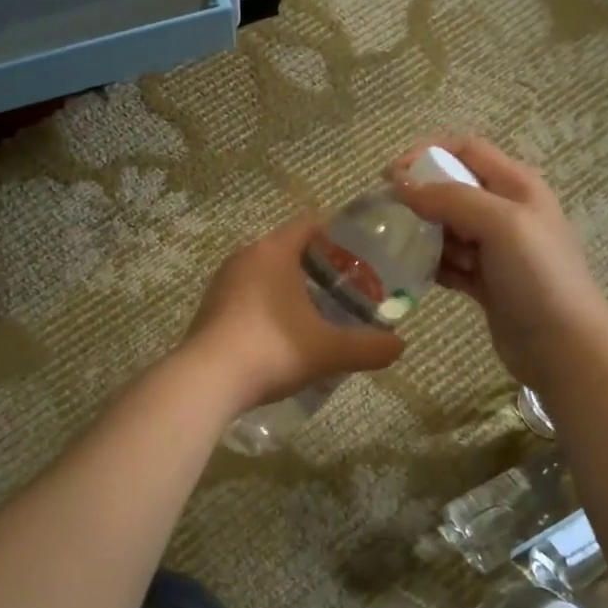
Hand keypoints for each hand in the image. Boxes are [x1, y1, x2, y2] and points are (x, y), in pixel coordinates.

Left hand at [180, 217, 405, 416]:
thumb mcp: (329, 351)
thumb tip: (400, 346)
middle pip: (287, 249)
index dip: (337, 236)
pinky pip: (247, 296)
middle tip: (347, 288)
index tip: (361, 256)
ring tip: (318, 312)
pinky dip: (268, 306)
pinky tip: (283, 334)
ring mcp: (222, 283)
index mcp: (273, 251)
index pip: (309, 225)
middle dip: (317, 266)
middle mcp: (245, 257)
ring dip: (290, 288)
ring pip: (265, 274)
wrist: (207, 382)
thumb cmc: (272, 350)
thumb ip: (369, 347)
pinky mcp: (210, 309)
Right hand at [391, 138, 607, 389]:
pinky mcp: (485, 282)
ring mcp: (496, 249)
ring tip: (398, 249)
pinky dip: (432, 265)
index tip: (391, 176)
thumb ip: (451, 199)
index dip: (427, 154)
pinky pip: (449, 263)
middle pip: (452, 189)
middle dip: (420, 198)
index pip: (466, 150)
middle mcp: (506, 211)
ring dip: (423, 234)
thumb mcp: (501, 224)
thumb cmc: (539, 277)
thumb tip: (401, 186)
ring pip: (447, 228)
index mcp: (517, 186)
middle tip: (388, 217)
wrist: (564, 347)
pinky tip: (413, 275)